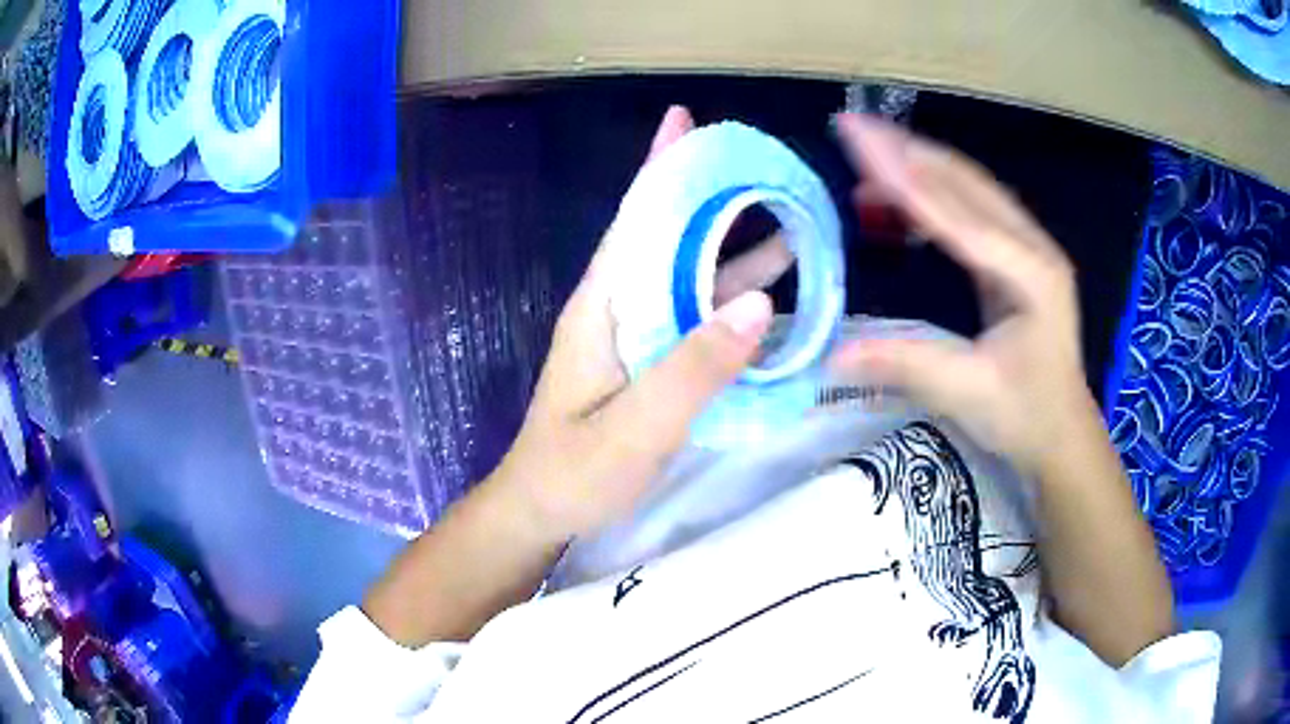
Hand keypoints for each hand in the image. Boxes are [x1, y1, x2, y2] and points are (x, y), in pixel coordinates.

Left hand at [489, 107, 773, 542]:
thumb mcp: (637, 426)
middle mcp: (616, 307)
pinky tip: (765, 296)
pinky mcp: (645, 360)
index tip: (685, 120)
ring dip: (731, 249)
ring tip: (789, 227)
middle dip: (710, 198)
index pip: (636, 219)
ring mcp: (632, 334)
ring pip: (685, 275)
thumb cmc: (576, 472)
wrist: (542, 509)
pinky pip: (690, 313)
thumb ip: (695, 368)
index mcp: (603, 306)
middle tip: (764, 171)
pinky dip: (726, 297)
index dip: (661, 167)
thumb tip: (759, 301)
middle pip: (666, 236)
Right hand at [828, 114, 1093, 474]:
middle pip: (964, 182)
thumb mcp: (968, 394)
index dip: (903, 176)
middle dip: (906, 150)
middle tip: (852, 126)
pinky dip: (930, 199)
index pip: (956, 212)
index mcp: (1030, 273)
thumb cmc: (1026, 416)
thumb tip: (832, 354)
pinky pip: (969, 212)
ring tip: (865, 157)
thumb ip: (906, 364)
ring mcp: (1026, 248)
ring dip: (917, 167)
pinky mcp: (1015, 258)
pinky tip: (898, 201)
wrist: (1064, 434)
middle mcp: (1031, 246)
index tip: (856, 139)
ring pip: (967, 189)